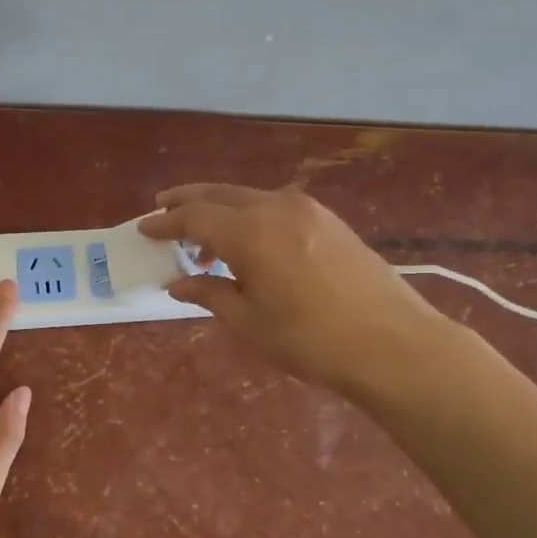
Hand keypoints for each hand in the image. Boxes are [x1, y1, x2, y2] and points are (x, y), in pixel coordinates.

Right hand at [139, 184, 448, 394]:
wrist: (393, 343)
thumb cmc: (312, 340)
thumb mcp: (251, 323)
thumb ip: (211, 294)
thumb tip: (179, 282)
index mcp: (250, 233)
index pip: (194, 217)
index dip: (165, 223)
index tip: (143, 228)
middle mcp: (276, 208)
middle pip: (220, 194)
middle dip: (187, 201)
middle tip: (163, 210)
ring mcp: (307, 210)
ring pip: (249, 197)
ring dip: (220, 210)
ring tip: (203, 240)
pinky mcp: (329, 220)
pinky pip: (275, 206)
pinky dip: (250, 215)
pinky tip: (249, 243)